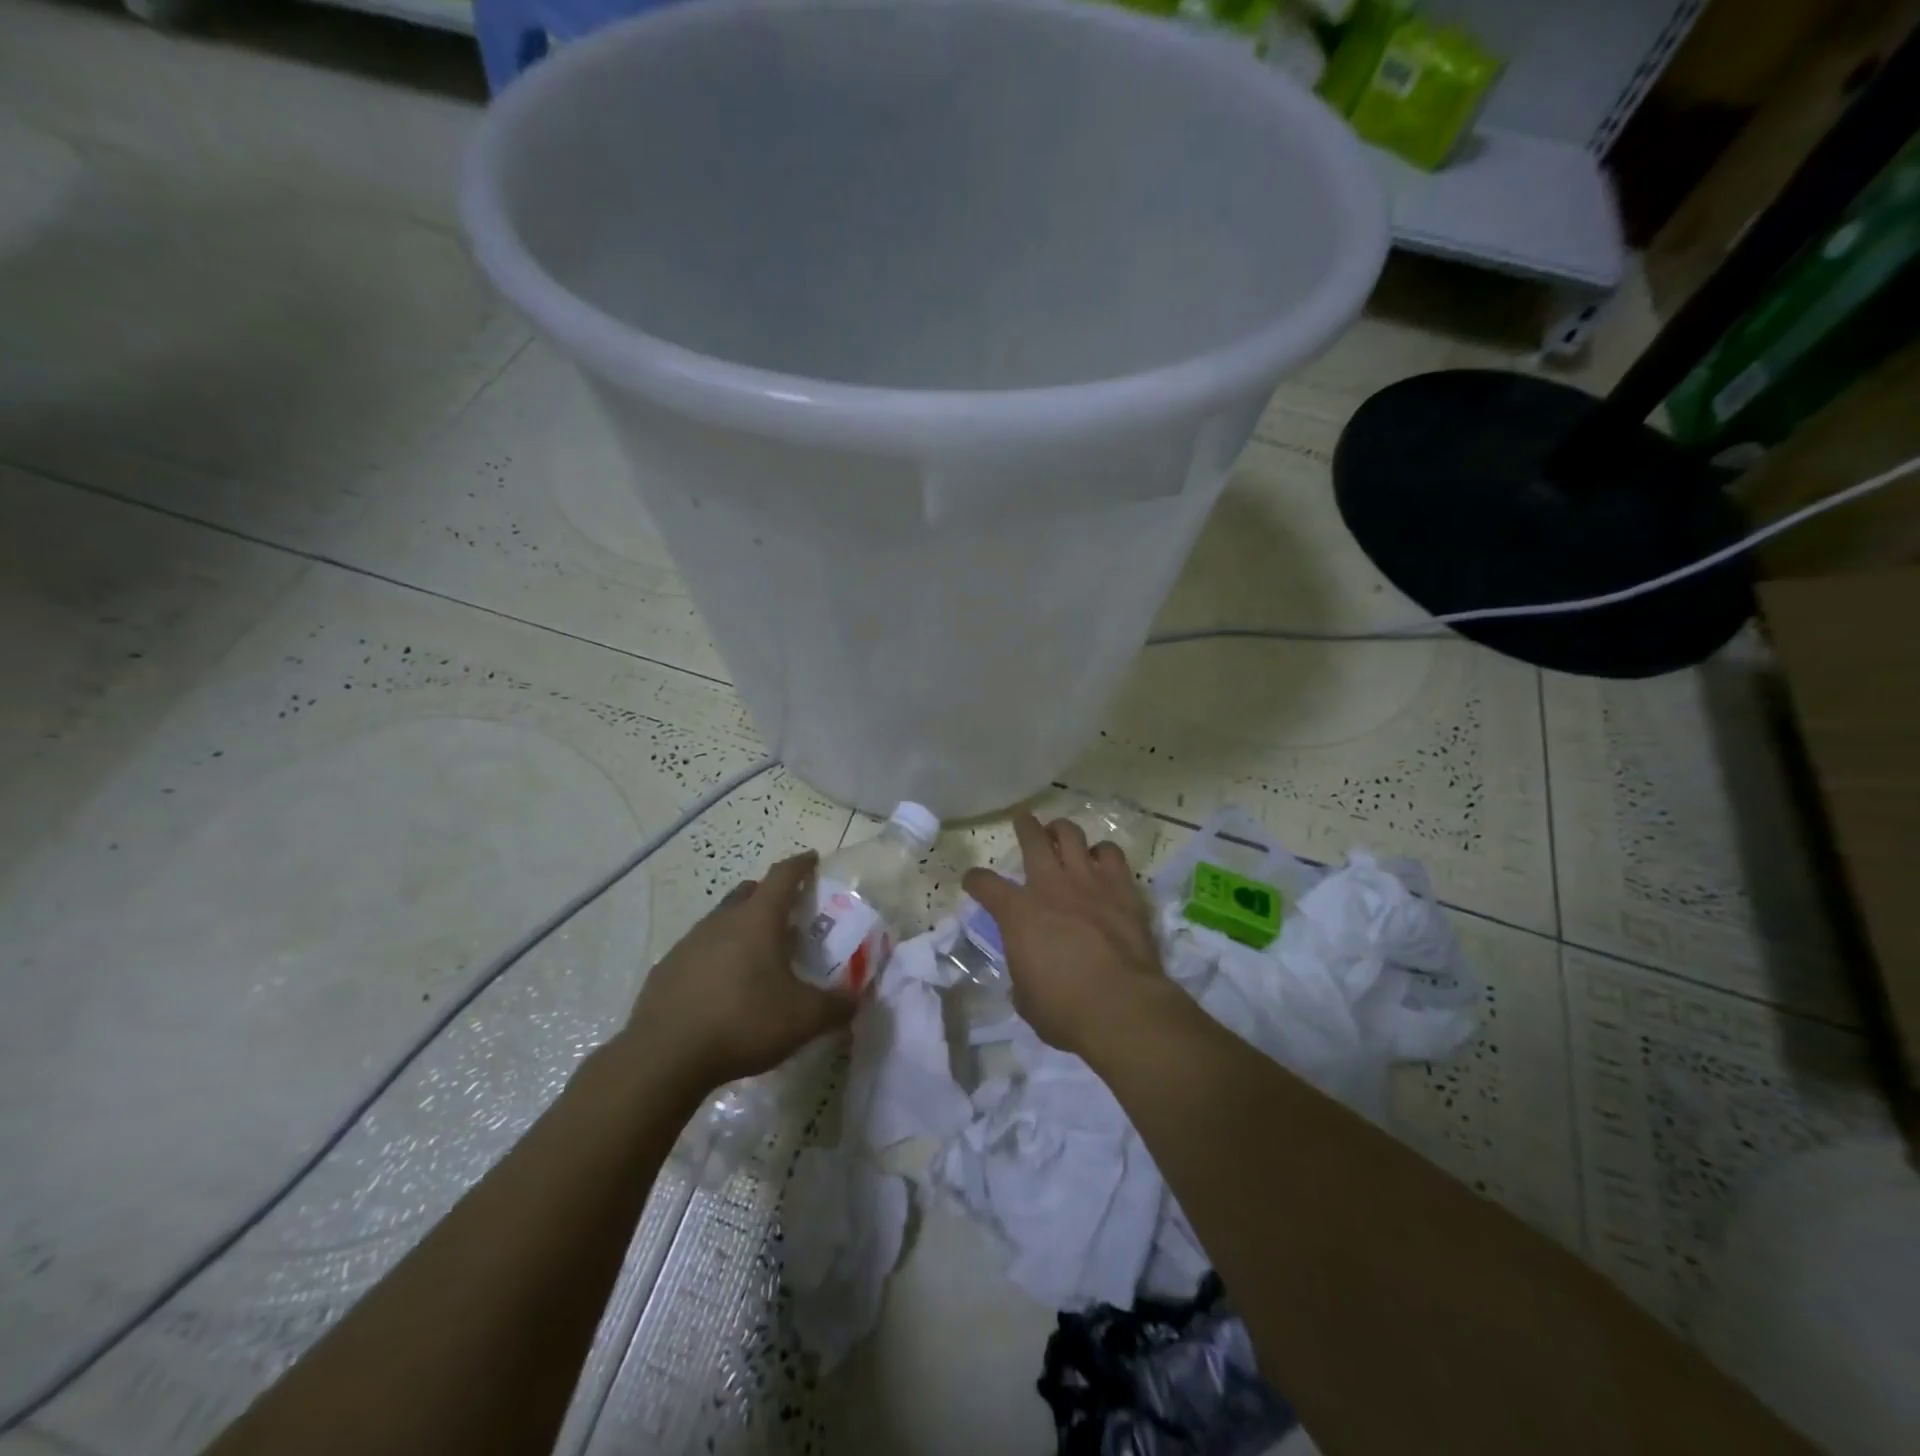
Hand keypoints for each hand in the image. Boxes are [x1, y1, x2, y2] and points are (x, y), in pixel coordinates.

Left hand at [620, 851, 854, 1090]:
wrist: (664, 1057)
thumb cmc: (743, 1023)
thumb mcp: (804, 1019)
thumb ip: (836, 1006)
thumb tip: (856, 1000)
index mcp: (758, 920)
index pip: (783, 876)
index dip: (800, 865)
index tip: (812, 859)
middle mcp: (722, 921)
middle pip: (749, 892)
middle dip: (770, 894)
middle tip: (789, 913)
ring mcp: (689, 943)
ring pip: (722, 921)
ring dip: (742, 927)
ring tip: (758, 955)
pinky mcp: (666, 970)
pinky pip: (700, 951)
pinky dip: (718, 957)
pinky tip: (724, 987)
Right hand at [961, 815, 1165, 1057]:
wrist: (1121, 1007)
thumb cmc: (1064, 1010)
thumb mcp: (1026, 998)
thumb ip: (1023, 972)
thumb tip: (1028, 969)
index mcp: (1017, 914)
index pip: (985, 884)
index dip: (975, 881)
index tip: (973, 881)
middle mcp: (1050, 887)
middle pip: (1033, 839)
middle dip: (1024, 826)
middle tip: (1023, 819)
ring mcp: (1088, 882)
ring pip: (1071, 835)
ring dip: (1062, 830)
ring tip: (1060, 832)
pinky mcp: (1122, 889)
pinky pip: (1111, 854)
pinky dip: (1103, 853)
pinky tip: (1101, 859)